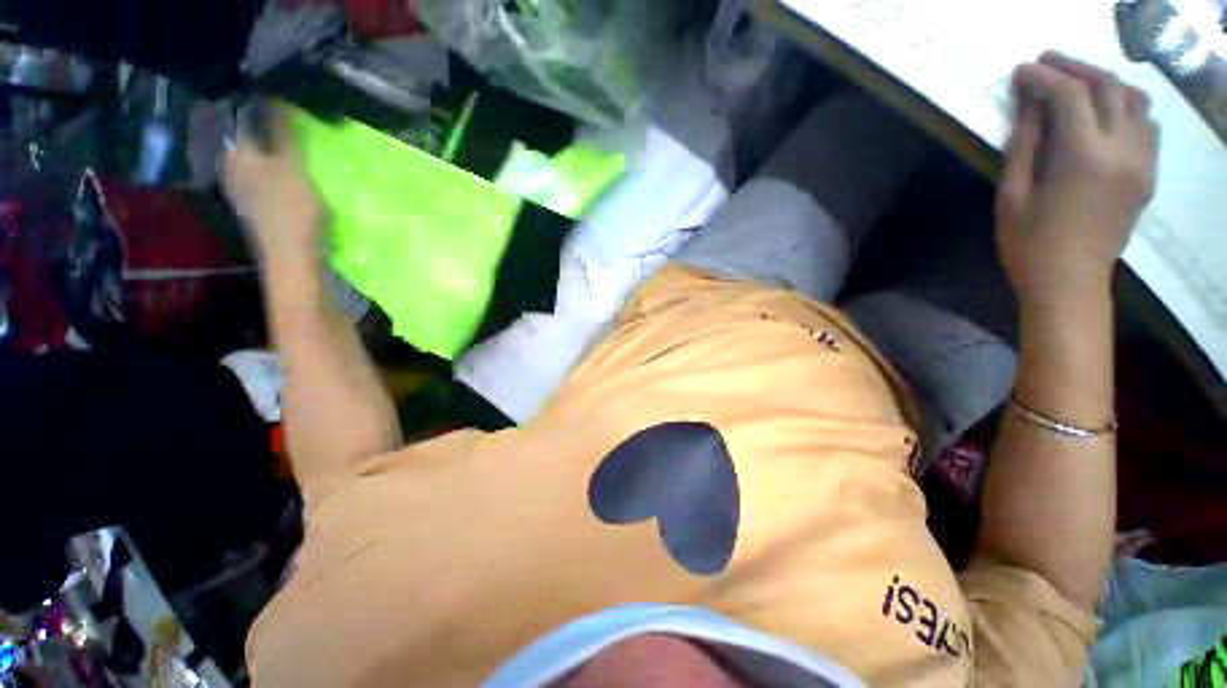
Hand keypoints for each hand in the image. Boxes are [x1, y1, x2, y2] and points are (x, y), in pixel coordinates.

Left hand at [223, 101, 325, 262]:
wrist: (293, 259)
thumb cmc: (293, 211)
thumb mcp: (292, 168)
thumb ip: (283, 134)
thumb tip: (273, 97)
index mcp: (239, 154)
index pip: (250, 120)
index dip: (272, 113)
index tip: (297, 114)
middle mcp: (232, 168)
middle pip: (253, 141)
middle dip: (274, 135)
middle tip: (303, 135)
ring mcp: (241, 191)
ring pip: (259, 161)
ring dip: (277, 156)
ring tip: (301, 157)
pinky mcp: (255, 208)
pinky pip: (264, 180)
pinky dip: (278, 175)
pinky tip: (293, 181)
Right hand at [996, 52, 1158, 309]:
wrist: (1070, 283)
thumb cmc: (1029, 244)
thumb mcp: (1012, 196)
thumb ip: (1024, 147)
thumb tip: (1031, 108)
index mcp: (1083, 157)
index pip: (1069, 95)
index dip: (1042, 76)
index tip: (1020, 71)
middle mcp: (1122, 150)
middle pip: (1107, 87)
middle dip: (1074, 68)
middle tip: (1046, 65)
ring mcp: (1141, 162)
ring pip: (1134, 100)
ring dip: (1104, 82)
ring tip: (1077, 83)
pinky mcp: (1147, 174)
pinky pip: (1147, 125)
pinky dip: (1126, 107)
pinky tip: (1105, 113)